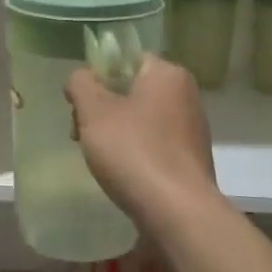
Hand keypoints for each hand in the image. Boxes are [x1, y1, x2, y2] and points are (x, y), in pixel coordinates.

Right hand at [66, 54, 217, 227]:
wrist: (177, 211)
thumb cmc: (133, 151)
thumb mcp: (94, 111)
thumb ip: (81, 84)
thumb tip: (80, 77)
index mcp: (168, 73)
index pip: (126, 60)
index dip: (97, 77)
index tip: (79, 104)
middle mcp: (187, 94)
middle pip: (133, 90)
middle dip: (102, 109)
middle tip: (79, 134)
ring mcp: (192, 128)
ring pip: (143, 118)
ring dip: (116, 132)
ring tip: (98, 158)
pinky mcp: (192, 158)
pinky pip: (156, 143)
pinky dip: (136, 151)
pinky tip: (122, 173)